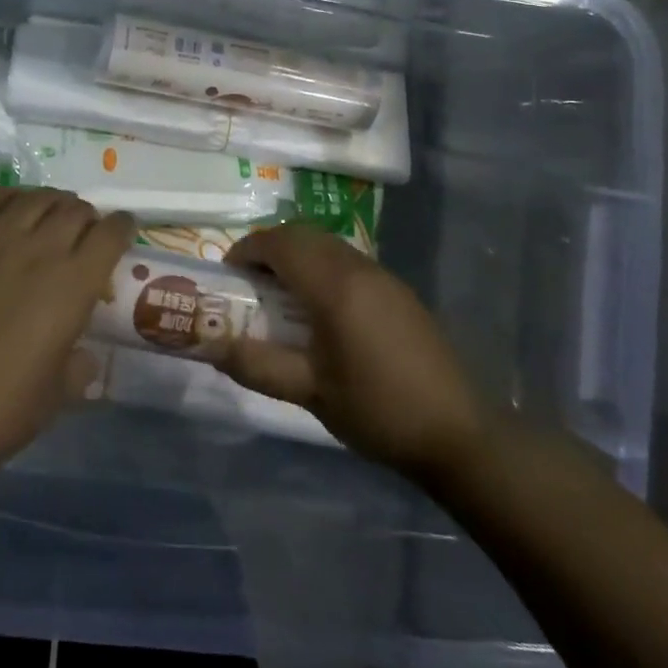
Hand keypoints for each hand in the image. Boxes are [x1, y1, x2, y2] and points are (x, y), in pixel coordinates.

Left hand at [0, 187, 134, 496]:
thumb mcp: (56, 396)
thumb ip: (79, 367)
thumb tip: (84, 357)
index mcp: (72, 286)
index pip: (111, 234)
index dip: (123, 228)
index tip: (123, 231)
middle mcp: (38, 251)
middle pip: (75, 210)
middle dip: (88, 217)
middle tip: (84, 232)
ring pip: (35, 198)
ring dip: (53, 202)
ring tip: (51, 214)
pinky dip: (8, 196)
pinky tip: (11, 209)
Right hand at [219, 226, 484, 483]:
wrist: (459, 433)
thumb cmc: (377, 410)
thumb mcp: (310, 392)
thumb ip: (256, 364)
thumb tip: (209, 347)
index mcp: (334, 285)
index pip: (280, 243)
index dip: (248, 250)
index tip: (228, 275)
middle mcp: (358, 267)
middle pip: (303, 234)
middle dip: (269, 248)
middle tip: (249, 283)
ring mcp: (383, 276)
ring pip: (327, 244)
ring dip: (296, 255)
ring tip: (279, 295)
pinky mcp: (398, 291)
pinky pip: (347, 260)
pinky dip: (321, 266)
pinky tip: (320, 309)